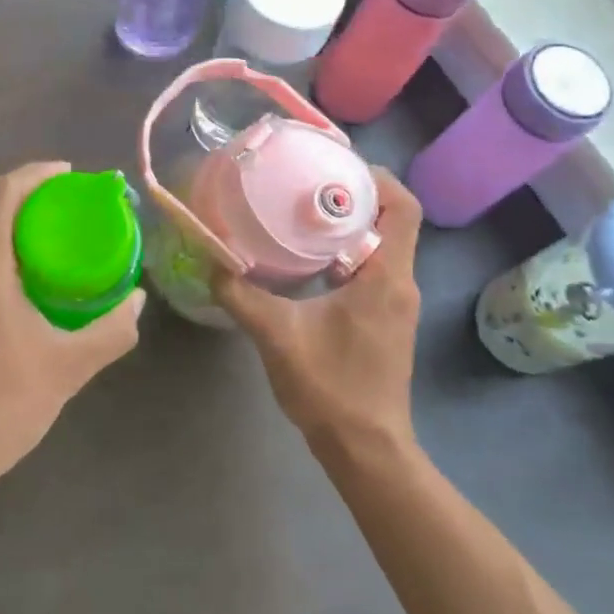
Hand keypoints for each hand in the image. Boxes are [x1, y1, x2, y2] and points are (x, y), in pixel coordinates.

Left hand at [0, 163, 142, 499]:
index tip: (68, 177)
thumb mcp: (68, 369)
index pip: (3, 193)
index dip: (36, 174)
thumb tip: (138, 300)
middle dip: (28, 208)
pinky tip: (10, 302)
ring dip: (7, 240)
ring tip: (44, 261)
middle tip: (67, 223)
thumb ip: (111, 330)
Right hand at [214, 167, 423, 456]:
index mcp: (386, 277)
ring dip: (349, 224)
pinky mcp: (385, 319)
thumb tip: (209, 259)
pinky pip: (373, 267)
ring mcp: (396, 303)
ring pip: (382, 244)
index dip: (377, 178)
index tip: (337, 163)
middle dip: (354, 194)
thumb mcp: (277, 336)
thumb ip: (240, 294)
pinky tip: (307, 258)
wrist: (365, 450)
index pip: (404, 208)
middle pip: (393, 220)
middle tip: (307, 180)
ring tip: (302, 209)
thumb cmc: (331, 389)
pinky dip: (346, 251)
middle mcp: (399, 283)